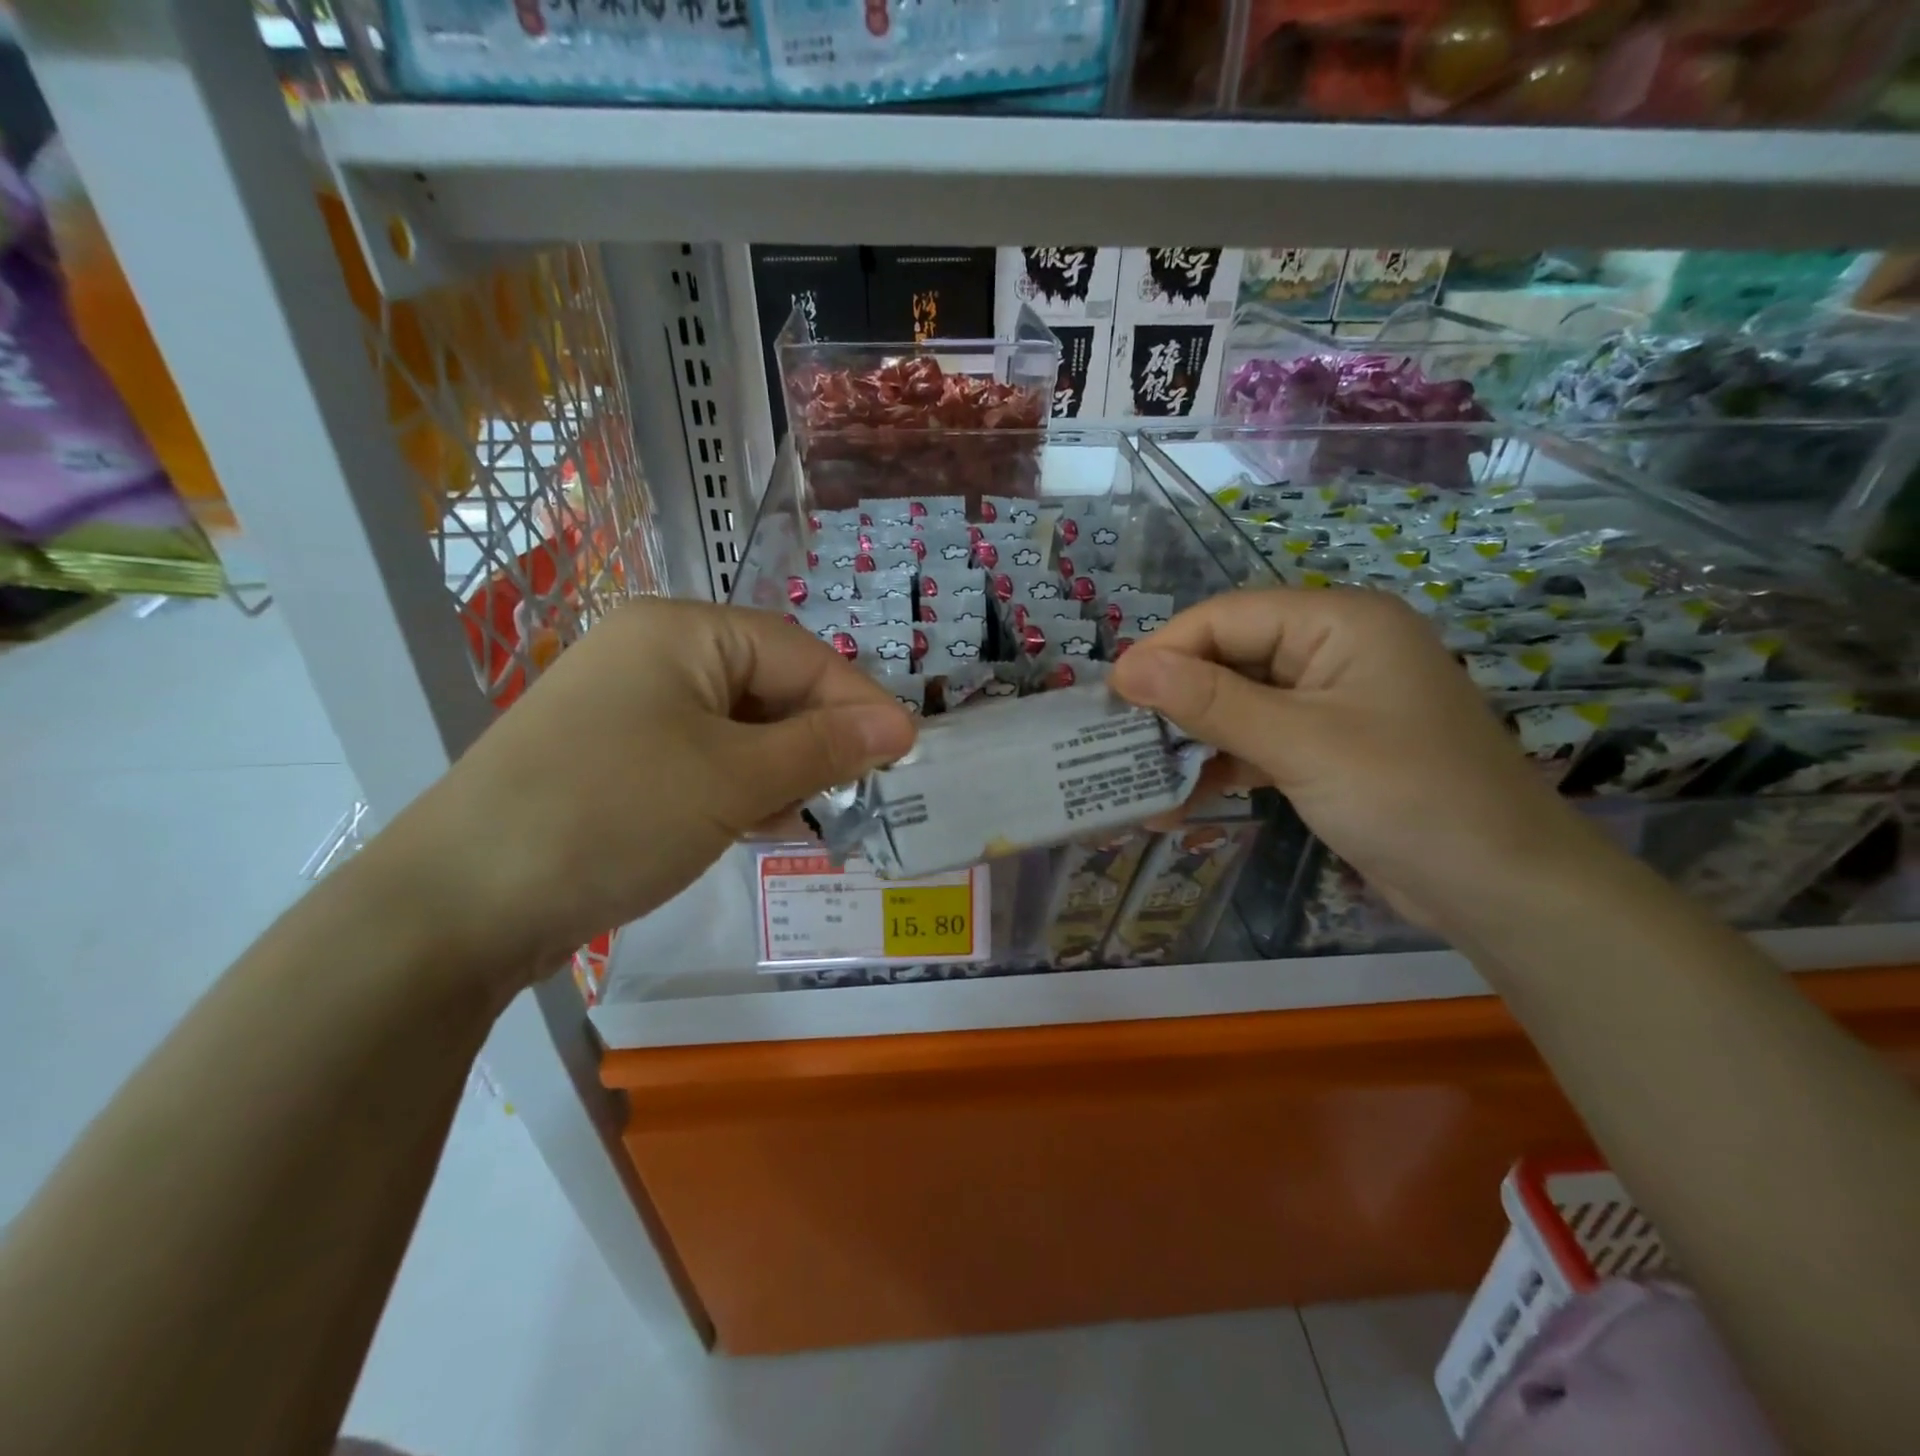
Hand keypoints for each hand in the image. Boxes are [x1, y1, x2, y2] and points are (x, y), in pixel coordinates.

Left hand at [366, 601, 917, 988]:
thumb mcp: (734, 779)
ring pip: (736, 726)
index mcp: (680, 632)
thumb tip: (902, 726)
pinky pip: (699, 756)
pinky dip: (738, 785)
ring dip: (782, 766)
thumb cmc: (614, 815)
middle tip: (866, 787)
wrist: (458, 905)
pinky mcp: (612, 756)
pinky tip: (760, 822)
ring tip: (817, 811)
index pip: (798, 653)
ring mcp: (627, 706)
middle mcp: (652, 653)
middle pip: (767, 685)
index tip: (908, 749)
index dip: (858, 701)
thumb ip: (824, 747)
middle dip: (819, 736)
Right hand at [1108, 587, 1596, 931]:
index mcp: (1339, 622)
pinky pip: (1258, 741)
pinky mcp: (1327, 746)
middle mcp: (1333, 649)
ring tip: (1136, 775)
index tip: (1110, 697)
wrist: (1502, 890)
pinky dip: (1221, 766)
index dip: (1164, 652)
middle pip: (1229, 658)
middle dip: (1173, 700)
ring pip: (1238, 703)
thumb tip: (1126, 669)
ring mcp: (1331, 700)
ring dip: (1191, 740)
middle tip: (1116, 739)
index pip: (1226, 617)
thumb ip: (1210, 702)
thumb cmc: (1407, 798)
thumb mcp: (1299, 744)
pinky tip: (1178, 801)